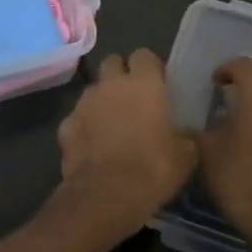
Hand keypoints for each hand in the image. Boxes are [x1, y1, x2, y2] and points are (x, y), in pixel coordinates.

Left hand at [58, 50, 197, 229]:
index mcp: (143, 83)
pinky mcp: (65, 125)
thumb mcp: (186, 155)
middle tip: (134, 99)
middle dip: (121, 75)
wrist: (106, 195)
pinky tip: (94, 147)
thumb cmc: (153, 169)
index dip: (151, 68)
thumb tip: (183, 134)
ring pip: (93, 90)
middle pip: (113, 63)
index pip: (144, 55)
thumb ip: (184, 135)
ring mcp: (83, 103)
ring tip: (113, 124)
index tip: (158, 84)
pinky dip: (85, 127)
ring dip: (103, 100)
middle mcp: (110, 84)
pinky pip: (77, 118)